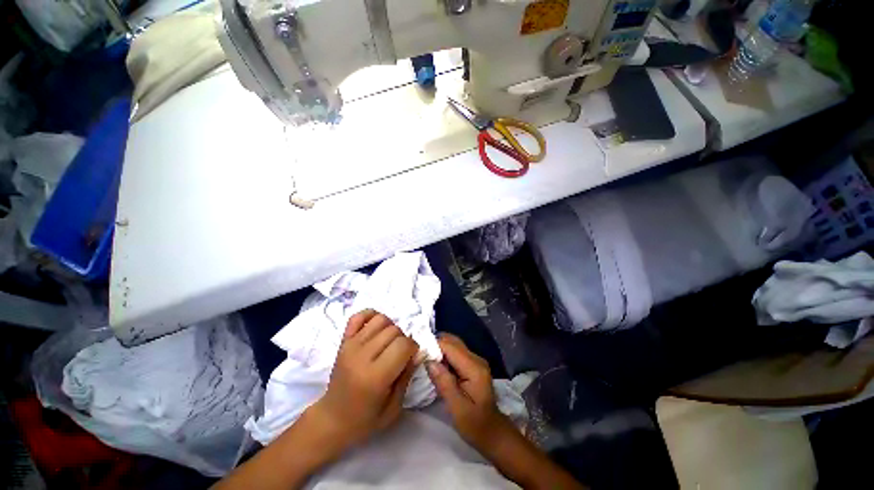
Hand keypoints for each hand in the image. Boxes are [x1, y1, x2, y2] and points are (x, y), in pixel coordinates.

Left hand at [311, 309, 418, 449]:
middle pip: (394, 330)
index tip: (411, 357)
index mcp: (375, 376)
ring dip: (391, 327)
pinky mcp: (344, 340)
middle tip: (399, 353)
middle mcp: (362, 356)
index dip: (413, 348)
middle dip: (403, 339)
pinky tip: (376, 328)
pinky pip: (359, 316)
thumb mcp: (393, 407)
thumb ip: (407, 375)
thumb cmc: (365, 419)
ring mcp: (350, 345)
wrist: (332, 419)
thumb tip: (418, 352)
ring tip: (389, 342)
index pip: (403, 345)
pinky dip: (371, 316)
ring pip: (381, 319)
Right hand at [426, 334, 513, 451]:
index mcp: (474, 368)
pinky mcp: (472, 364)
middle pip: (452, 341)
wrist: (493, 432)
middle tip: (419, 355)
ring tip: (425, 360)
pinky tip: (435, 366)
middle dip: (435, 345)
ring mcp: (475, 360)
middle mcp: (476, 359)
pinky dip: (444, 355)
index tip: (418, 352)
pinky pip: (455, 352)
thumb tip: (429, 361)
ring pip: (453, 345)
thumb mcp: (457, 408)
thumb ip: (444, 383)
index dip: (433, 346)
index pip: (450, 346)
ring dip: (439, 350)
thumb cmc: (475, 425)